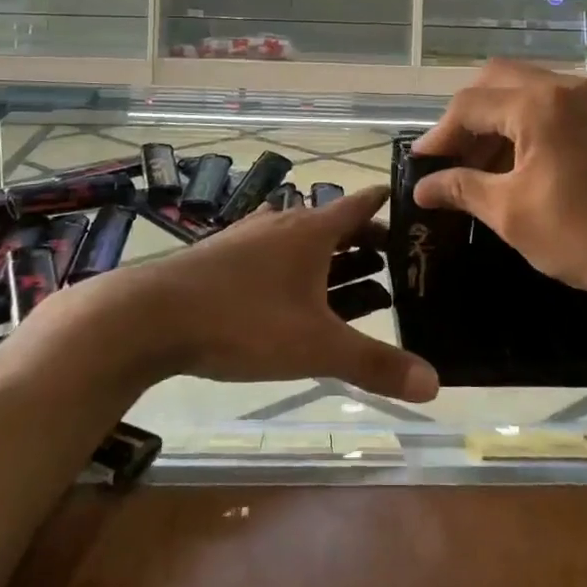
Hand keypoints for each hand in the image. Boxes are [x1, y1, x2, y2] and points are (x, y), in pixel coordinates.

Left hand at [125, 186, 437, 402]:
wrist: (151, 315)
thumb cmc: (243, 320)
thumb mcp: (315, 347)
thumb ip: (374, 365)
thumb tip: (435, 384)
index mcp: (313, 230)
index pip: (362, 202)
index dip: (390, 204)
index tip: (416, 208)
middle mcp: (284, 223)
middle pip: (335, 224)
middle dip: (367, 241)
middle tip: (396, 261)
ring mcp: (250, 238)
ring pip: (303, 241)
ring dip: (332, 258)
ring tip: (358, 281)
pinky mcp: (223, 258)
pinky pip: (274, 256)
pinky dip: (297, 270)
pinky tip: (294, 295)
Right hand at [410, 60, 586, 306]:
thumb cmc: (584, 236)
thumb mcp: (511, 213)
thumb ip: (461, 189)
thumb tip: (421, 187)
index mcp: (539, 104)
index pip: (470, 105)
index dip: (439, 135)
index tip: (419, 166)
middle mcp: (565, 87)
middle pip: (496, 81)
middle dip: (466, 118)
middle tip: (449, 158)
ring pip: (524, 90)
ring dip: (495, 121)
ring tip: (477, 168)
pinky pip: (550, 105)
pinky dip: (523, 125)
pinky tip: (514, 164)